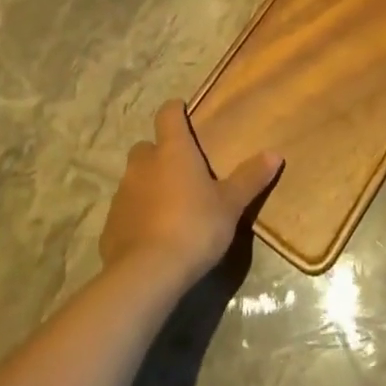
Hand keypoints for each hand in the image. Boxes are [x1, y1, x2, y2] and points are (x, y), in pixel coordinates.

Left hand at [100, 101, 281, 288]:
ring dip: (147, 185)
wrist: (147, 274)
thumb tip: (276, 153)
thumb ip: (250, 178)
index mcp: (172, 150)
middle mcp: (143, 164)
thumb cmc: (194, 227)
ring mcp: (122, 194)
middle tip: (180, 170)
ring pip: (134, 179)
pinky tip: (150, 235)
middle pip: (146, 147)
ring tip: (167, 206)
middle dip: (159, 153)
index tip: (182, 112)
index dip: (175, 111)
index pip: (168, 115)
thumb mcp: (230, 205)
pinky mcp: (109, 225)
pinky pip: (125, 211)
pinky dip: (136, 215)